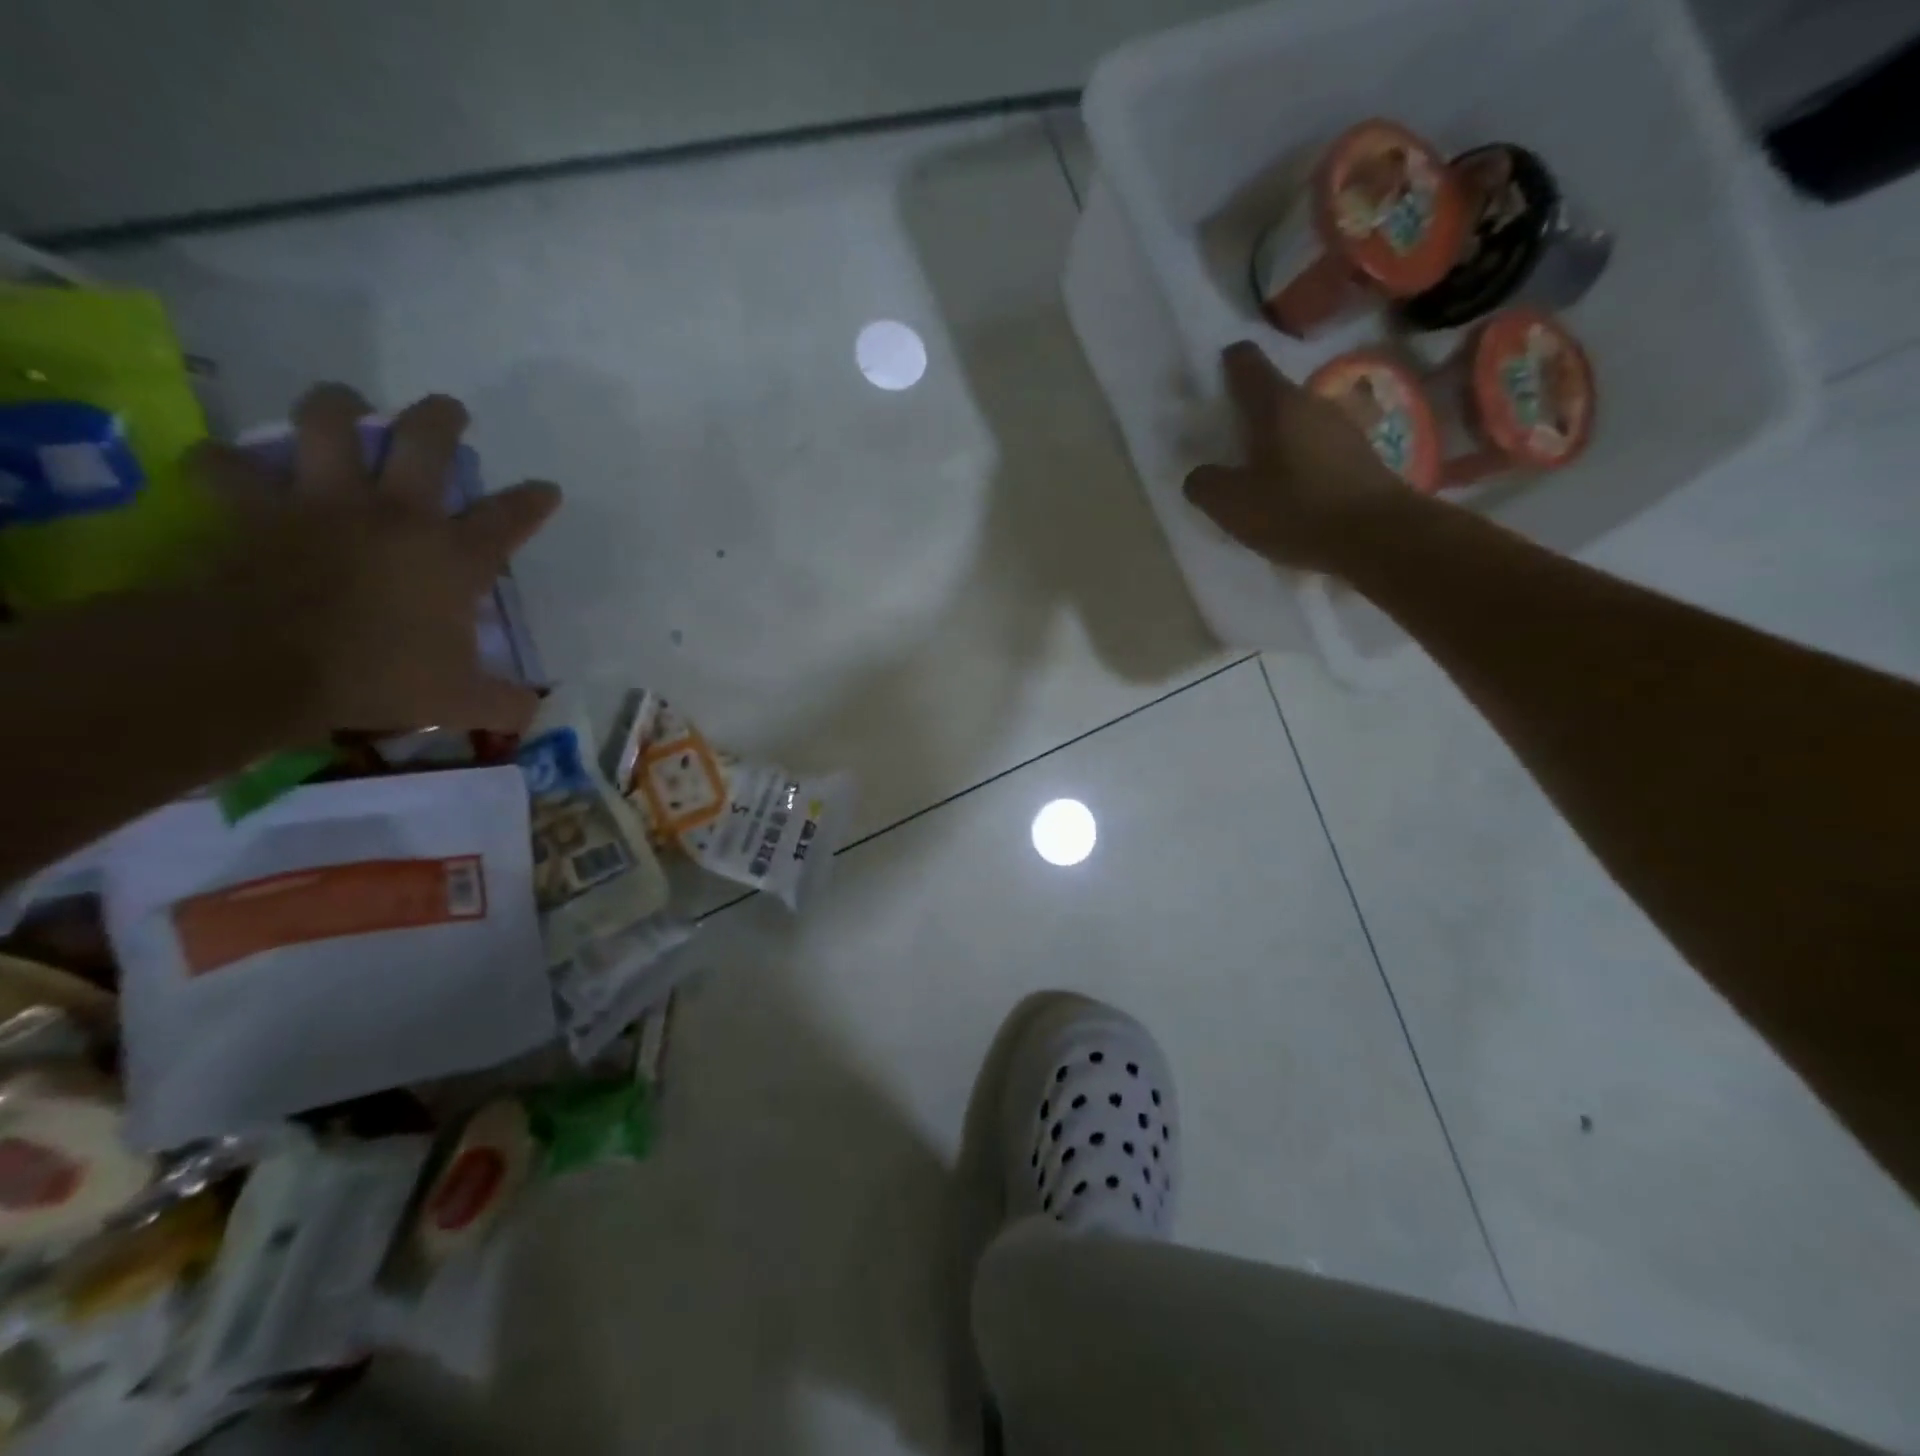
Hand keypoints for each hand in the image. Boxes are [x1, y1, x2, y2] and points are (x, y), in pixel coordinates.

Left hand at [192, 385, 560, 736]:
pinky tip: (227, 462)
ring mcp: (323, 503)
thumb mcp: (460, 702)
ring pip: (329, 424)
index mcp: (453, 556)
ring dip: (339, 406)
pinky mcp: (256, 508)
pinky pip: (230, 467)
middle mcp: (396, 514)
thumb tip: (534, 712)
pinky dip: (227, 462)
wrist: (263, 663)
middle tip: (447, 409)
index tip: (546, 487)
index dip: (532, 500)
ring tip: (347, 402)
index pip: (508, 518)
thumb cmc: (378, 677)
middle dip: (440, 418)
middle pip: (424, 442)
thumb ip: (505, 704)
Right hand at [1183, 342, 1410, 571]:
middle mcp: (1313, 403)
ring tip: (1261, 473)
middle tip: (1230, 442)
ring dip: (1279, 440)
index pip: (1246, 362)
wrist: (1379, 537)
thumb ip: (1204, 483)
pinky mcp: (1363, 456)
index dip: (1227, 365)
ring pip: (1299, 422)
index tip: (1214, 381)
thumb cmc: (1297, 510)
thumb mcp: (1231, 504)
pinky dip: (1303, 462)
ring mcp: (1344, 427)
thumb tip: (1200, 475)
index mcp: (1276, 404)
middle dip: (1251, 413)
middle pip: (1274, 395)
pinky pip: (1321, 449)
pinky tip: (1294, 492)